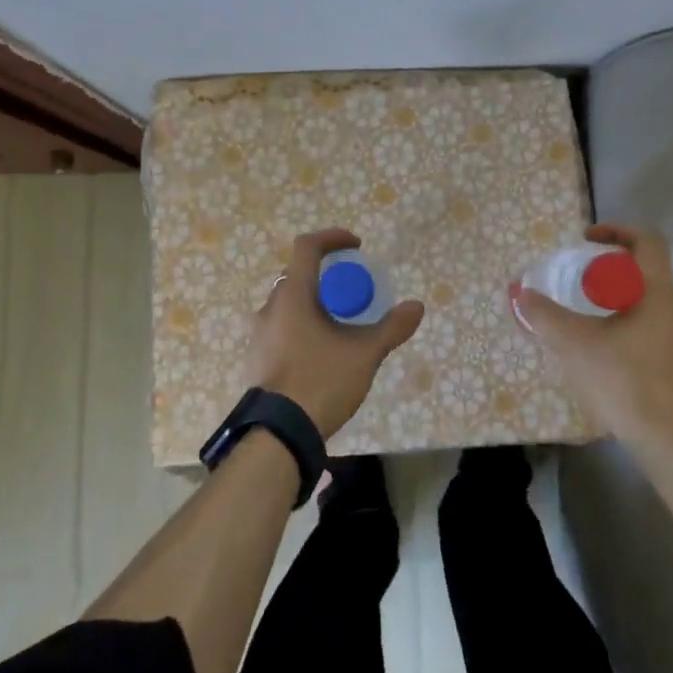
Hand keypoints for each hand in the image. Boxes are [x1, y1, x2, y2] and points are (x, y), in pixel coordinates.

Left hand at [254, 229, 424, 438]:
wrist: (277, 434)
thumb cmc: (320, 381)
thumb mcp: (364, 354)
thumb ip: (391, 328)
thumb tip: (416, 307)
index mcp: (293, 295)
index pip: (307, 247)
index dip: (333, 238)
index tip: (357, 246)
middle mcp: (270, 307)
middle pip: (298, 276)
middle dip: (328, 277)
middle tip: (353, 294)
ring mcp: (259, 335)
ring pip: (289, 305)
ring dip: (315, 305)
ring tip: (341, 327)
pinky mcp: (257, 359)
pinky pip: (282, 329)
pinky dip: (303, 328)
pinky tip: (323, 354)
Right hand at [511, 223, 672, 457]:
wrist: (671, 443)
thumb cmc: (625, 381)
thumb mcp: (575, 344)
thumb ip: (545, 315)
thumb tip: (519, 293)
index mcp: (659, 291)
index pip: (647, 241)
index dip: (616, 230)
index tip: (587, 239)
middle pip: (646, 271)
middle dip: (610, 270)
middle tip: (579, 281)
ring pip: (652, 301)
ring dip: (620, 299)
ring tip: (588, 317)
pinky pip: (658, 327)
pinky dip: (631, 323)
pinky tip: (607, 350)